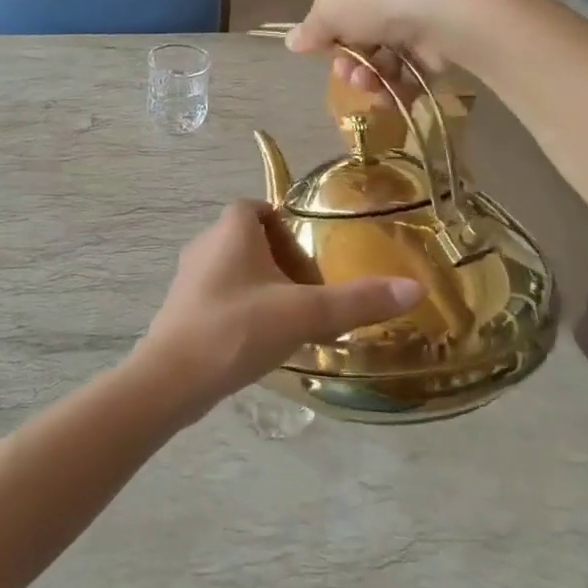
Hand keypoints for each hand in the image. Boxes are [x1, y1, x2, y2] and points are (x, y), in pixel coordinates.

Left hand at [136, 200, 423, 419]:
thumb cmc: (237, 329)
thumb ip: (358, 301)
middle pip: (250, 241)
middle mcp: (204, 245)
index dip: (288, 227)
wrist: (172, 379)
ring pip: (235, 272)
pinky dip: (244, 310)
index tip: (313, 259)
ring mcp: (189, 280)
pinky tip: (262, 341)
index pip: (259, 208)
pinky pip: (221, 298)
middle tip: (311, 293)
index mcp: (230, 230)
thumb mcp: (304, 313)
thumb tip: (416, 288)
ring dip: (264, 289)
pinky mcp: (182, 310)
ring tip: (293, 320)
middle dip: (282, 262)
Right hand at [286, 0, 488, 95]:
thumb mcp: (329, 9)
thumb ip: (311, 28)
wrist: (453, 7)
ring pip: (384, 43)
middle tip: (345, 72)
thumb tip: (292, 42)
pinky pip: (412, 58)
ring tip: (366, 84)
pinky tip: (388, 95)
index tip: (323, 45)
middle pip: (360, 19)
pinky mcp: (445, 26)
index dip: (328, 19)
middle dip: (348, 54)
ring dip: (368, 71)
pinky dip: (397, 80)